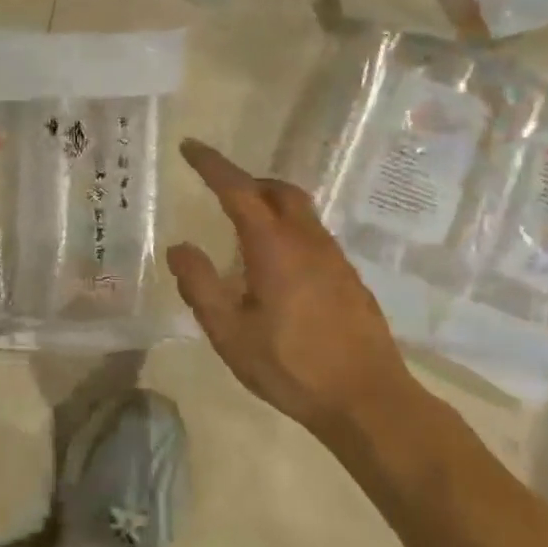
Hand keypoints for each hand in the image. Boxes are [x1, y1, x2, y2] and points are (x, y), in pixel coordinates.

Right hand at [167, 139, 417, 435]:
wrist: (368, 400)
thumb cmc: (291, 366)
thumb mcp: (230, 332)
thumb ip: (200, 286)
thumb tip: (179, 247)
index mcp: (274, 246)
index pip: (238, 189)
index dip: (212, 165)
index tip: (190, 146)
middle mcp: (308, 240)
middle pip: (278, 190)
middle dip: (246, 181)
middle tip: (219, 191)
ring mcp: (334, 257)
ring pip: (300, 211)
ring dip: (269, 204)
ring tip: (242, 229)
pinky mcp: (348, 277)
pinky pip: (312, 235)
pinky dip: (287, 229)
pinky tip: (276, 267)